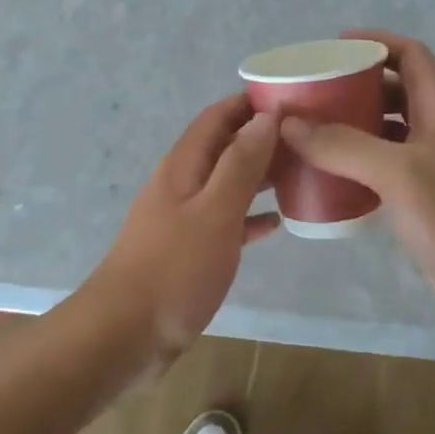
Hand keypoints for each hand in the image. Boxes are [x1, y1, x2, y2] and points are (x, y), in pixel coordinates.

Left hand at [85, 95, 280, 358]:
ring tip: (301, 173)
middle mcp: (181, 185)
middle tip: (308, 139)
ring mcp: (182, 219)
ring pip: (226, 184)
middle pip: (223, 148)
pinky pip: (225, 222)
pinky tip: (276, 223)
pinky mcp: (187, 251)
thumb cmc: (174, 269)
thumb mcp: (214, 212)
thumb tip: (265, 117)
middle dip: (261, 139)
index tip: (292, 99)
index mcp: (184, 166)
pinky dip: (249, 216)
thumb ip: (240, 164)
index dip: (250, 104)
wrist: (126, 334)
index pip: (217, 117)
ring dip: (259, 176)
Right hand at [279, 31, 434, 331]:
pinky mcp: (424, 202)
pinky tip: (329, 178)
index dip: (377, 42)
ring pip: (388, 134)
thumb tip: (289, 123)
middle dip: (356, 87)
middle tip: (312, 94)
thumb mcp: (399, 173)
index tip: (335, 47)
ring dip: (353, 128)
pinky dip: (358, 167)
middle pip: (396, 93)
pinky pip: (384, 171)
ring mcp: (433, 168)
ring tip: (311, 132)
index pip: (412, 56)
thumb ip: (344, 146)